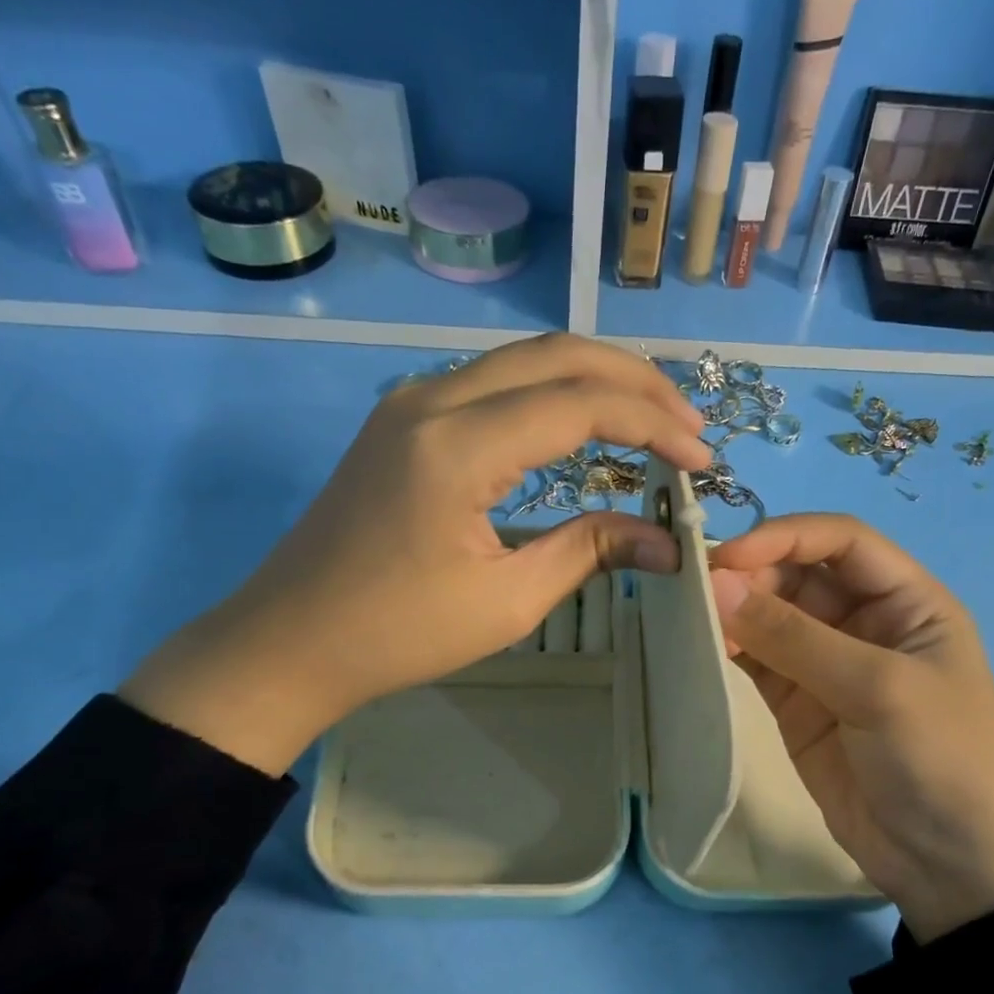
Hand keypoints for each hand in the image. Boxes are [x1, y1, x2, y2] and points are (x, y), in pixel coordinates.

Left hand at [123, 334, 711, 774]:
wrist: (291, 639)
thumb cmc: (398, 633)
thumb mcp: (507, 601)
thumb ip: (591, 552)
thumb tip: (670, 544)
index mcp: (458, 444)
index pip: (580, 403)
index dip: (652, 426)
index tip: (702, 462)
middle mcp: (434, 398)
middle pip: (558, 355)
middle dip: (636, 383)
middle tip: (689, 426)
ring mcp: (413, 401)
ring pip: (526, 360)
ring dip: (595, 380)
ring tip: (653, 421)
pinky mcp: (405, 418)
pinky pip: (496, 383)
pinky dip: (553, 393)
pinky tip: (583, 424)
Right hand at [709, 515, 993, 941]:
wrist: (954, 869)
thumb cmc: (943, 760)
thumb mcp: (880, 689)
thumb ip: (795, 637)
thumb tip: (715, 583)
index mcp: (907, 601)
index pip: (841, 542)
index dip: (785, 537)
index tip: (728, 557)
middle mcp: (864, 622)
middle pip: (797, 575)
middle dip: (750, 575)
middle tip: (696, 591)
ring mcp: (826, 665)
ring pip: (770, 617)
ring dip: (732, 611)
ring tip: (687, 614)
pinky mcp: (796, 704)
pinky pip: (756, 661)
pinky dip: (728, 649)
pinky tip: (699, 645)